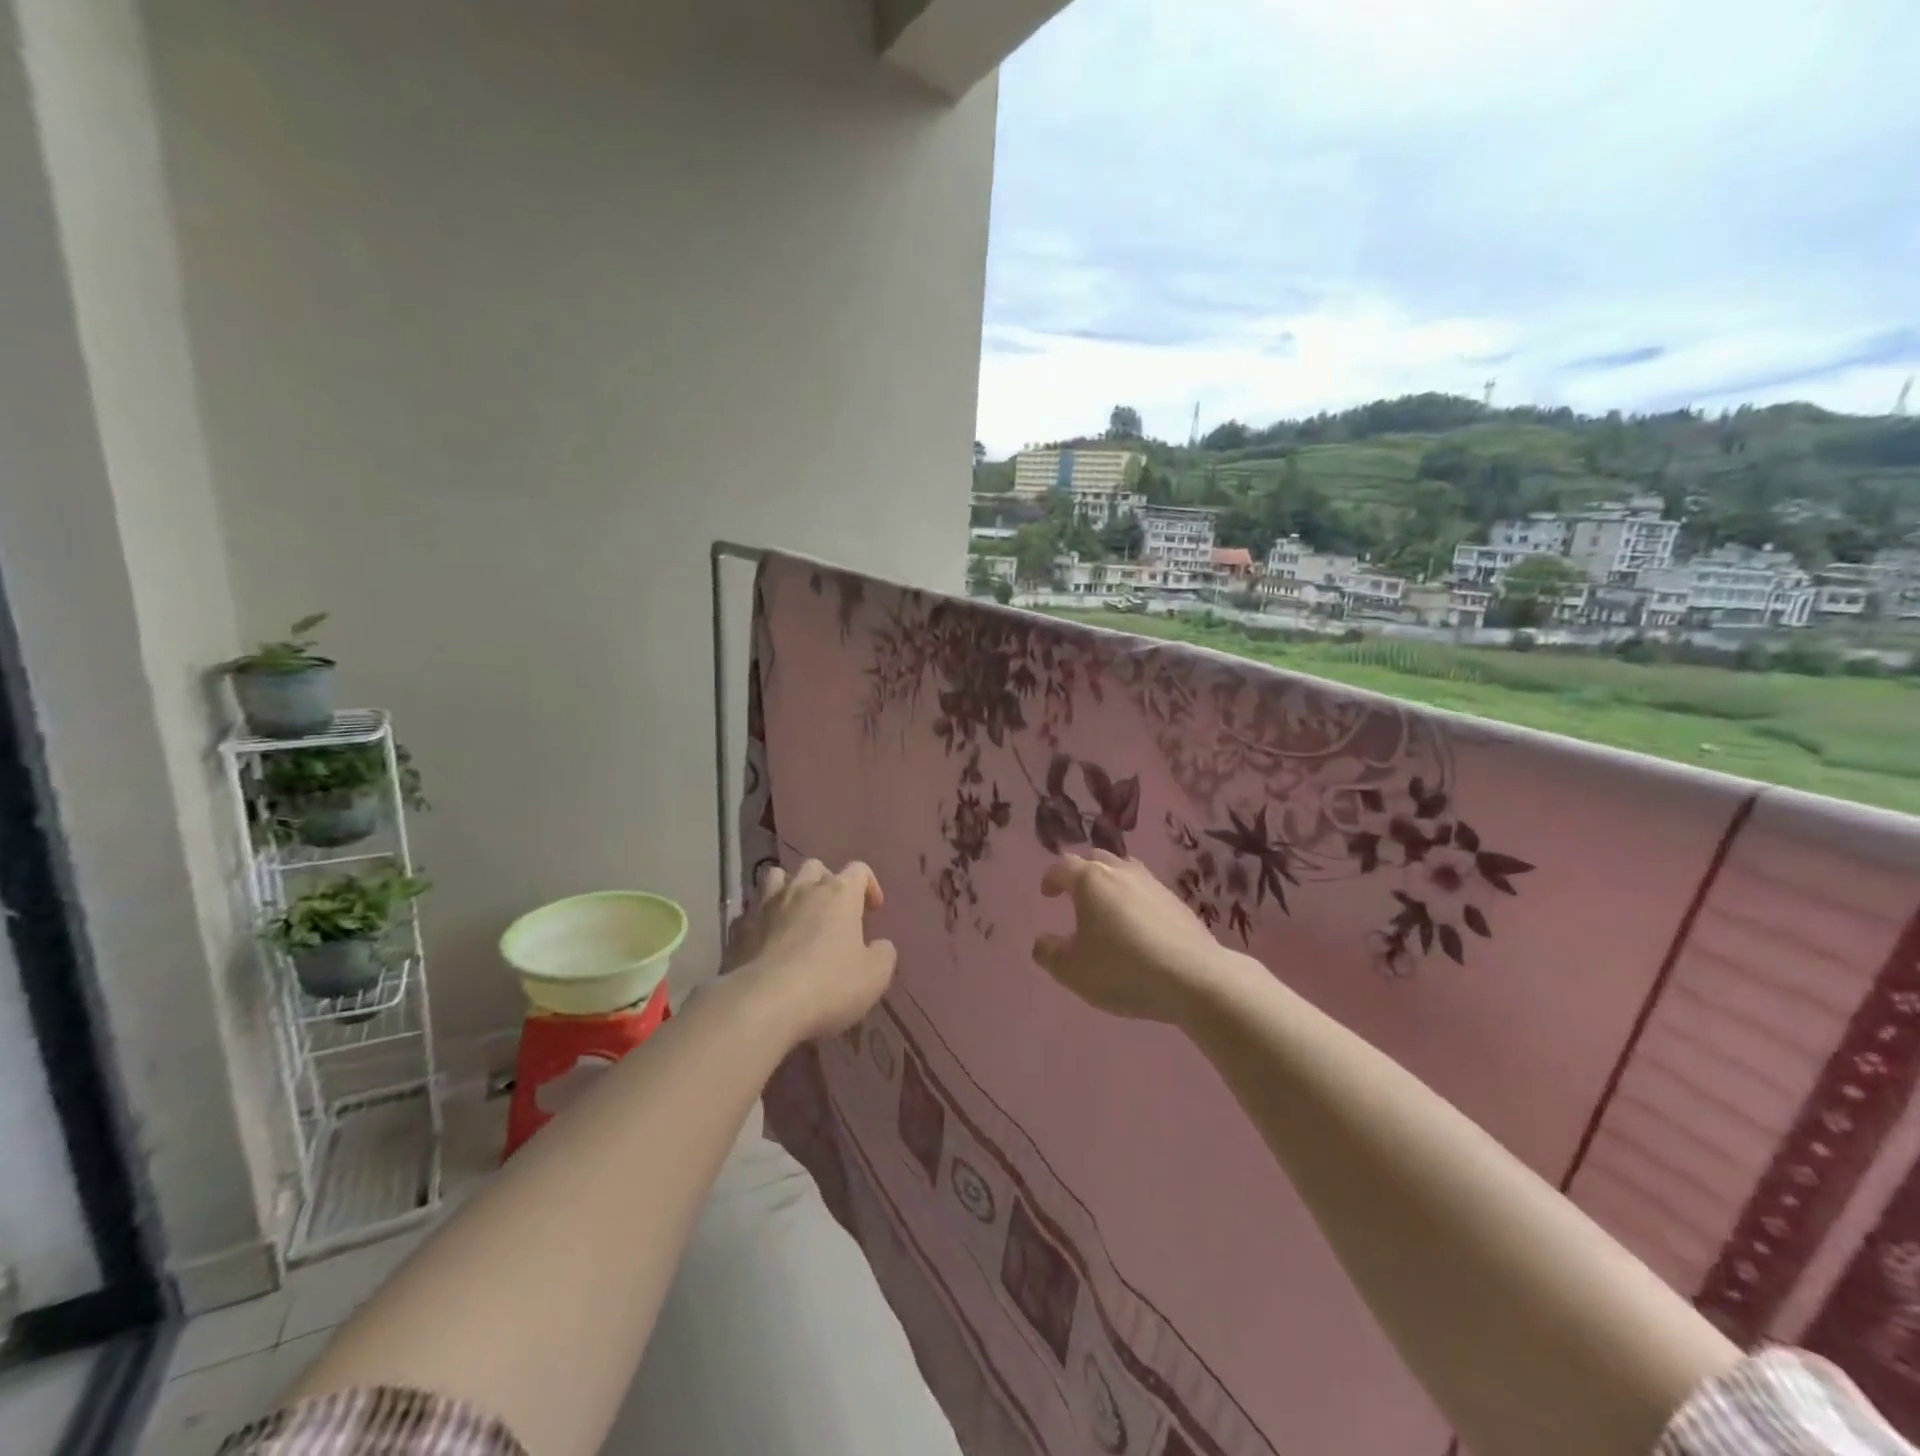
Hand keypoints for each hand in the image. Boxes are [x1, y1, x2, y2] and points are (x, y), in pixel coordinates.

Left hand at [732, 860, 895, 1041]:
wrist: (762, 1004)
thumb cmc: (828, 985)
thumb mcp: (874, 976)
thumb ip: (883, 954)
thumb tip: (879, 946)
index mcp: (839, 894)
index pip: (859, 869)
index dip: (869, 886)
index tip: (873, 911)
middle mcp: (802, 889)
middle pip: (815, 867)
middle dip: (826, 882)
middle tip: (832, 911)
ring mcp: (765, 905)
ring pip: (777, 877)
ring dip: (789, 889)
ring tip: (794, 913)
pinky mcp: (739, 928)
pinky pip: (751, 911)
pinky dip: (761, 919)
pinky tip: (764, 940)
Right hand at [1033, 852, 1244, 1023]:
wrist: (1194, 978)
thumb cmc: (1123, 969)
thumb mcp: (1072, 970)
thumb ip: (1049, 953)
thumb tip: (1043, 942)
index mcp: (1090, 881)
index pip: (1063, 866)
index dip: (1051, 878)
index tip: (1047, 894)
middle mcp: (1121, 872)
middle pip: (1096, 859)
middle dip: (1081, 872)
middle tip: (1075, 894)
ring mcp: (1153, 884)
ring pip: (1125, 870)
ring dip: (1111, 881)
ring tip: (1107, 905)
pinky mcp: (1177, 902)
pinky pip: (1146, 890)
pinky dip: (1135, 898)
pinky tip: (1138, 924)